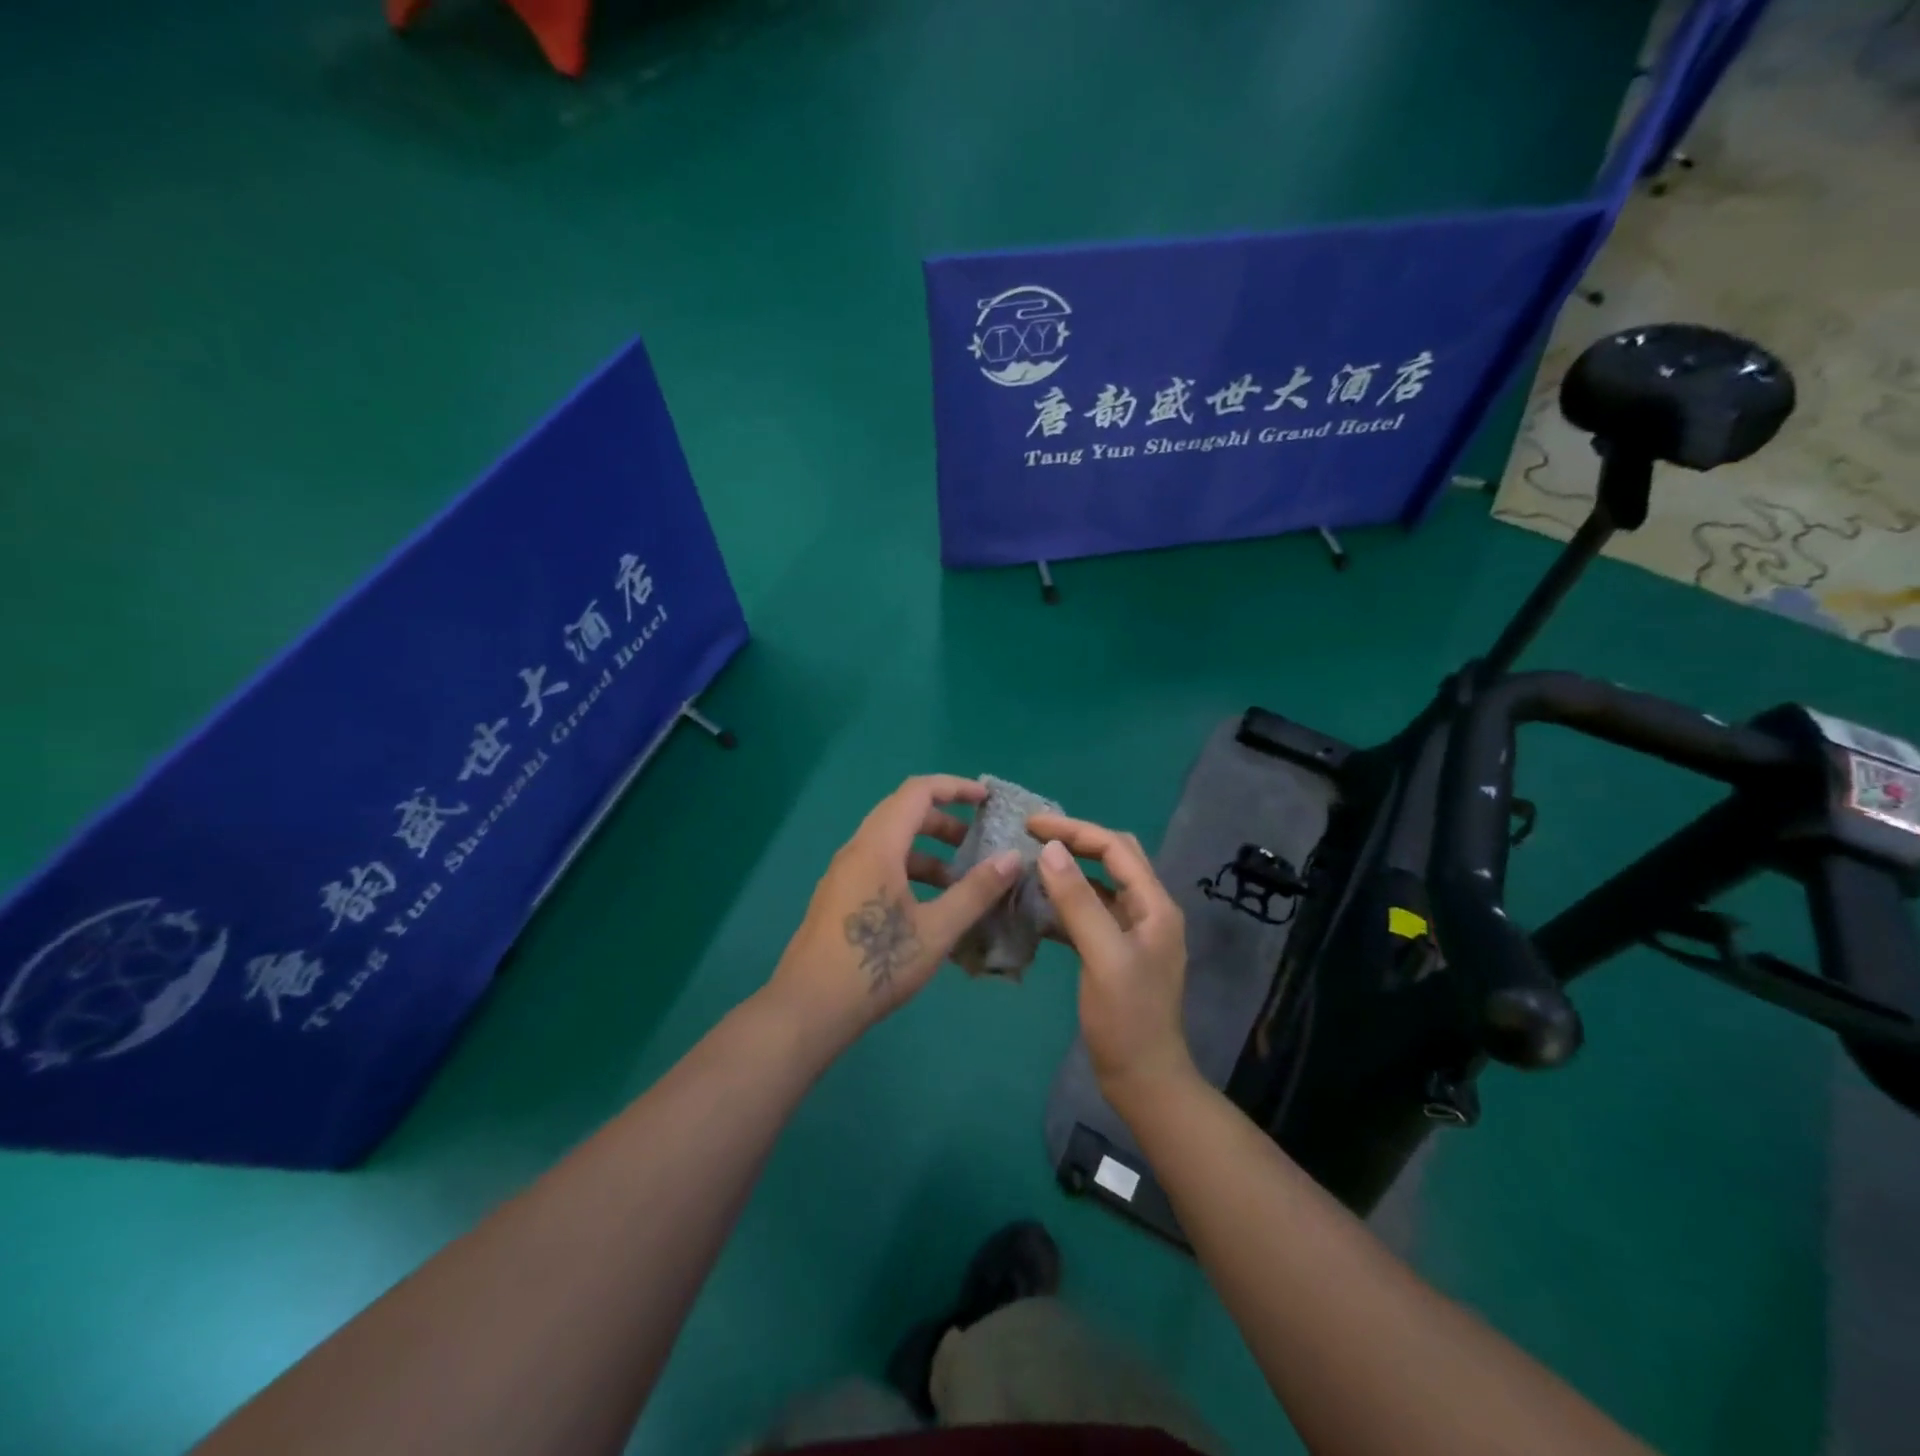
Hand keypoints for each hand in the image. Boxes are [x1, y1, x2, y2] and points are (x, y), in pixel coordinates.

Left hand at [768, 775, 1023, 1046]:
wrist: (808, 1009)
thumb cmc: (876, 964)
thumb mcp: (936, 930)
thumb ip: (975, 891)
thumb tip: (1012, 857)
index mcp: (878, 846)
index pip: (917, 792)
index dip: (954, 787)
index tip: (986, 799)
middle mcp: (857, 850)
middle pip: (902, 813)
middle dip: (944, 820)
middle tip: (977, 840)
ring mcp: (843, 874)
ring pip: (890, 843)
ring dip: (927, 851)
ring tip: (959, 881)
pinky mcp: (838, 897)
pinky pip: (878, 865)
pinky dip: (908, 870)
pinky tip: (928, 906)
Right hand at [1029, 813, 1195, 1107]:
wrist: (1143, 1080)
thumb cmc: (1127, 1019)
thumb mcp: (1103, 956)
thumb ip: (1078, 902)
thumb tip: (1051, 849)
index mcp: (1154, 905)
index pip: (1115, 847)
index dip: (1074, 830)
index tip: (1030, 825)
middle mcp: (1147, 910)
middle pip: (1112, 857)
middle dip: (1074, 841)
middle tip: (1031, 837)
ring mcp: (1132, 932)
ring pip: (1099, 884)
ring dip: (1068, 871)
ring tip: (1029, 865)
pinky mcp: (1114, 952)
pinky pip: (1089, 913)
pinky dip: (1064, 903)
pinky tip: (1036, 908)